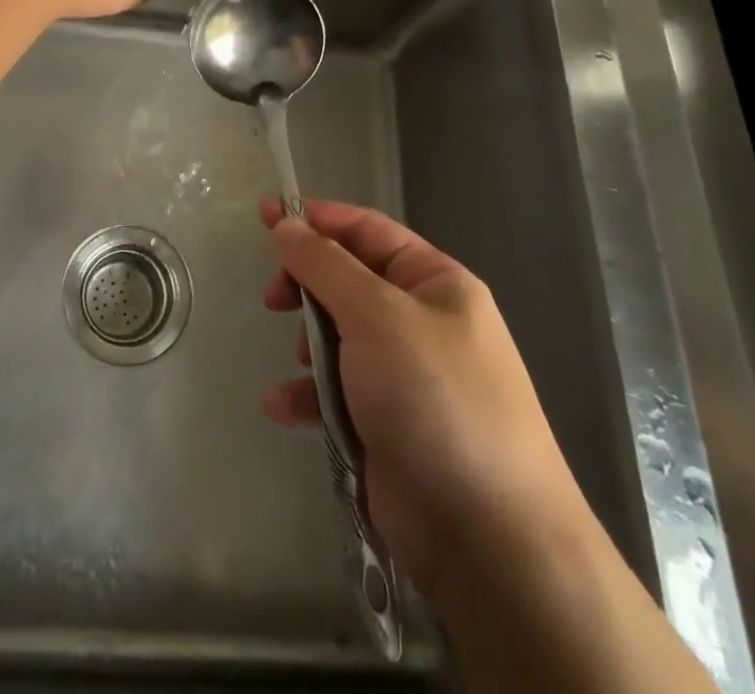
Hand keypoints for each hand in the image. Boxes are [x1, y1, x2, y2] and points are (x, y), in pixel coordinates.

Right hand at [258, 199, 587, 601]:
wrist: (488, 538)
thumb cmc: (435, 399)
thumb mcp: (378, 316)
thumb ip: (325, 266)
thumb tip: (286, 224)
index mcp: (435, 283)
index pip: (367, 230)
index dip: (317, 219)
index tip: (266, 215)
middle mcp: (422, 321)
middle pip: (348, 281)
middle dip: (308, 286)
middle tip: (274, 299)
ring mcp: (405, 375)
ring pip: (338, 336)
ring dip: (308, 344)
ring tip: (299, 363)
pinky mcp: (386, 424)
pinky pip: (336, 391)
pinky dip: (307, 394)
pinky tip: (281, 406)